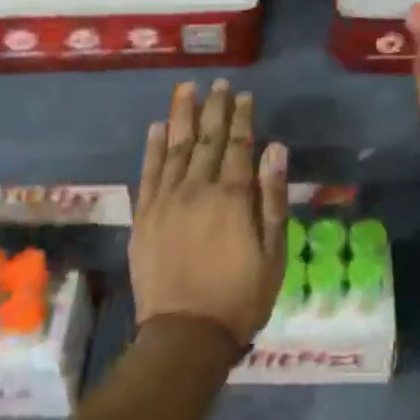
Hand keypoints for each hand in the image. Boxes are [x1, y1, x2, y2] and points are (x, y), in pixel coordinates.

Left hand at [133, 79, 289, 345]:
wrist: (185, 335)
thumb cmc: (240, 296)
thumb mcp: (273, 252)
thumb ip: (272, 197)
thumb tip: (274, 148)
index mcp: (232, 197)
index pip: (238, 145)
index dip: (242, 118)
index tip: (244, 95)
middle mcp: (197, 189)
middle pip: (206, 139)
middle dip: (214, 109)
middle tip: (218, 84)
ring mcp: (166, 201)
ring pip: (175, 147)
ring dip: (182, 116)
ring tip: (186, 89)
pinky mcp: (144, 216)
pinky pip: (148, 172)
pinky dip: (153, 147)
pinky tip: (158, 127)